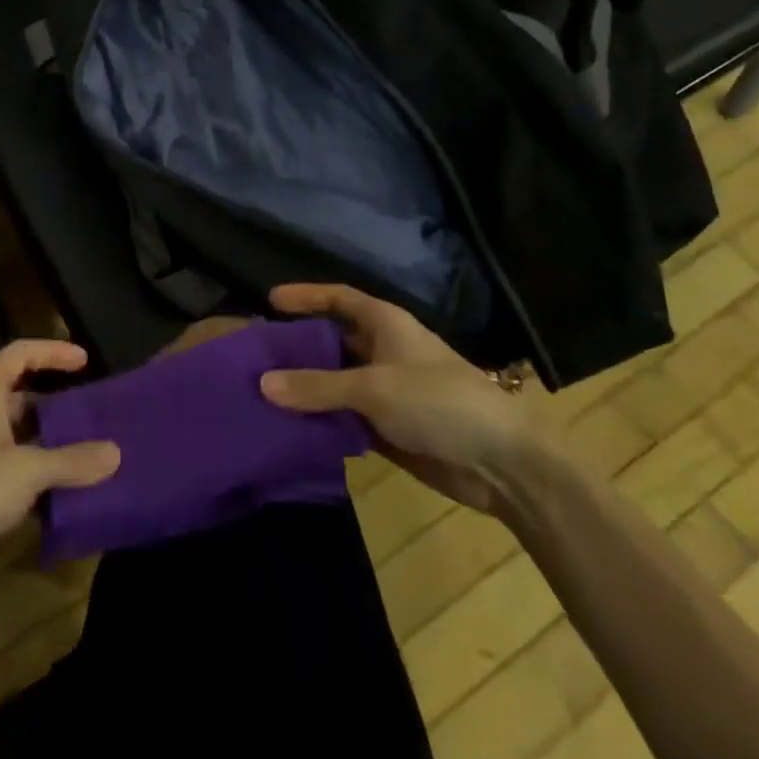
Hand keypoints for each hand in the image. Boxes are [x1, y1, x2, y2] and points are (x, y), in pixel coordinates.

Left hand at [0, 341, 120, 606]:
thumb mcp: (26, 470)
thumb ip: (72, 461)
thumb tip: (116, 452)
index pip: (22, 354)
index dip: (53, 352)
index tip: (85, 361)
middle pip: (23, 398)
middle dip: (58, 408)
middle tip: (95, 419)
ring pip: (19, 440)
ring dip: (50, 449)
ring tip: (90, 459)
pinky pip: (11, 474)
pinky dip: (36, 481)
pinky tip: (64, 499)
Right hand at [259, 284, 542, 515]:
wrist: (502, 463)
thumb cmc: (438, 401)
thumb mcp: (372, 388)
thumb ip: (316, 386)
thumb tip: (261, 383)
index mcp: (384, 324)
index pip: (338, 298)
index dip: (306, 296)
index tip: (270, 300)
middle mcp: (382, 351)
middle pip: (332, 341)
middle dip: (297, 347)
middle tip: (255, 355)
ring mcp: (386, 390)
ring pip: (336, 382)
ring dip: (306, 388)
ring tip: (261, 392)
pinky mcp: (389, 427)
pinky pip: (345, 417)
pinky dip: (321, 420)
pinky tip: (291, 428)